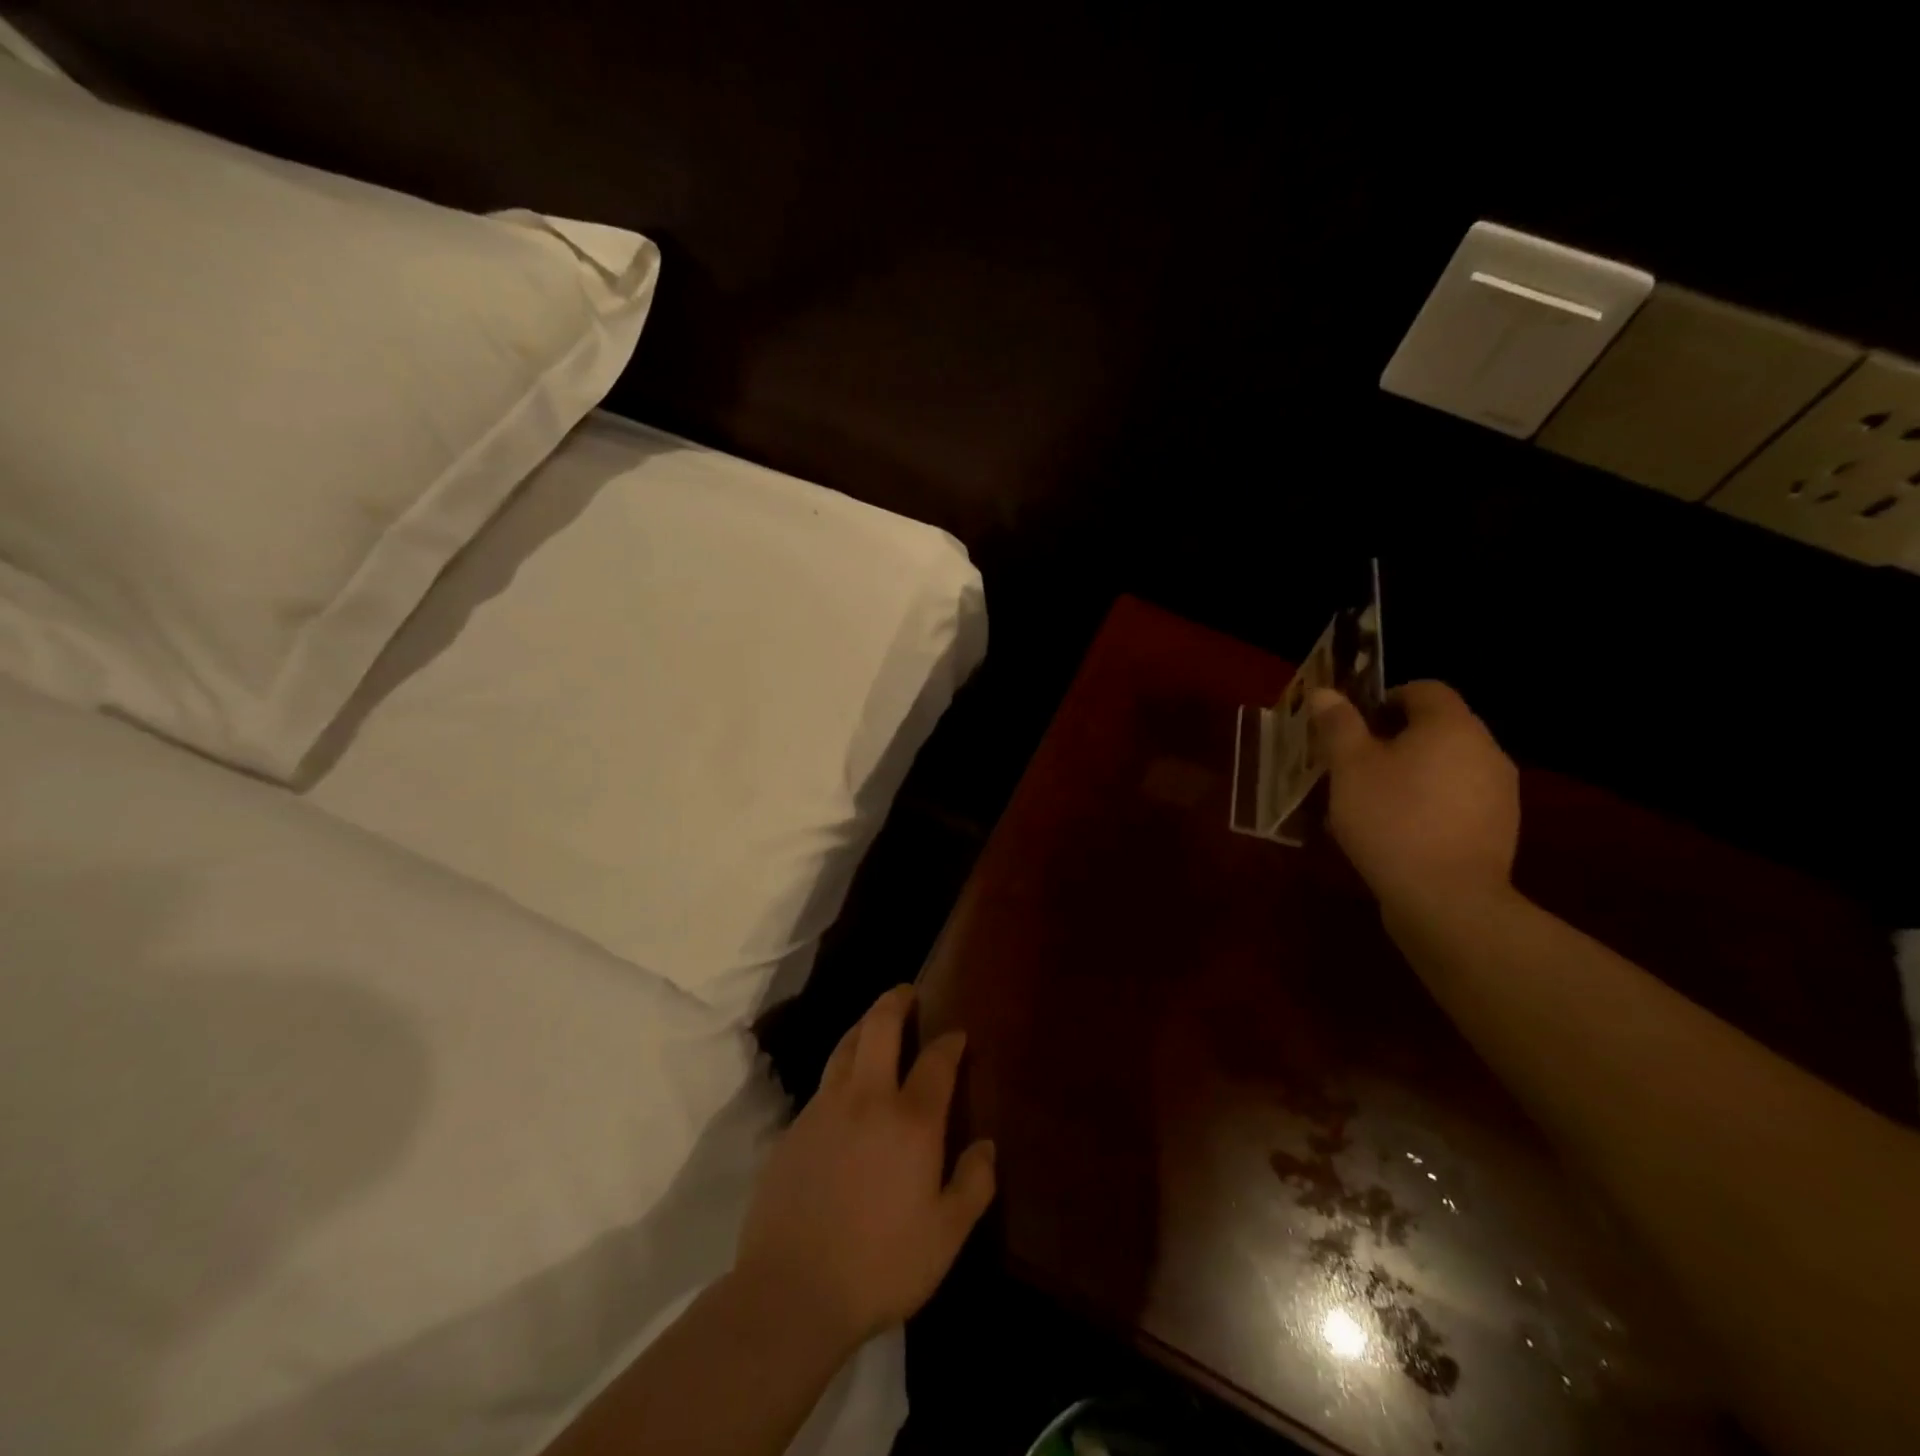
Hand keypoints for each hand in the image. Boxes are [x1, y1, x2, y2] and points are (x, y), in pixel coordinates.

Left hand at [734, 986, 995, 1351]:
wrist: (791, 1292)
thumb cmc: (880, 1265)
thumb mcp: (945, 1236)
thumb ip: (973, 1184)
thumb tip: (986, 1145)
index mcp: (911, 1120)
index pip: (936, 1061)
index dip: (950, 1042)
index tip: (957, 1035)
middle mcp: (867, 1099)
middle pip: (879, 1027)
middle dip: (896, 1001)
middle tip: (907, 992)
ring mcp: (824, 1109)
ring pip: (845, 1047)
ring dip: (864, 1026)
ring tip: (875, 1023)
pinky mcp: (793, 1129)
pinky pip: (824, 1084)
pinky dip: (841, 1070)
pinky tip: (846, 1091)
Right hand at [1309, 680, 1519, 911]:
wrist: (1446, 899)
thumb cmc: (1391, 819)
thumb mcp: (1350, 768)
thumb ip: (1339, 725)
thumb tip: (1326, 692)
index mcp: (1452, 726)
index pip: (1423, 690)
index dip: (1384, 699)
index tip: (1353, 728)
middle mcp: (1485, 750)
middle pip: (1435, 729)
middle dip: (1391, 741)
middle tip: (1351, 767)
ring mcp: (1498, 792)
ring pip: (1444, 767)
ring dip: (1408, 774)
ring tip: (1368, 804)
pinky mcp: (1497, 829)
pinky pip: (1455, 801)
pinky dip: (1426, 804)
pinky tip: (1395, 833)